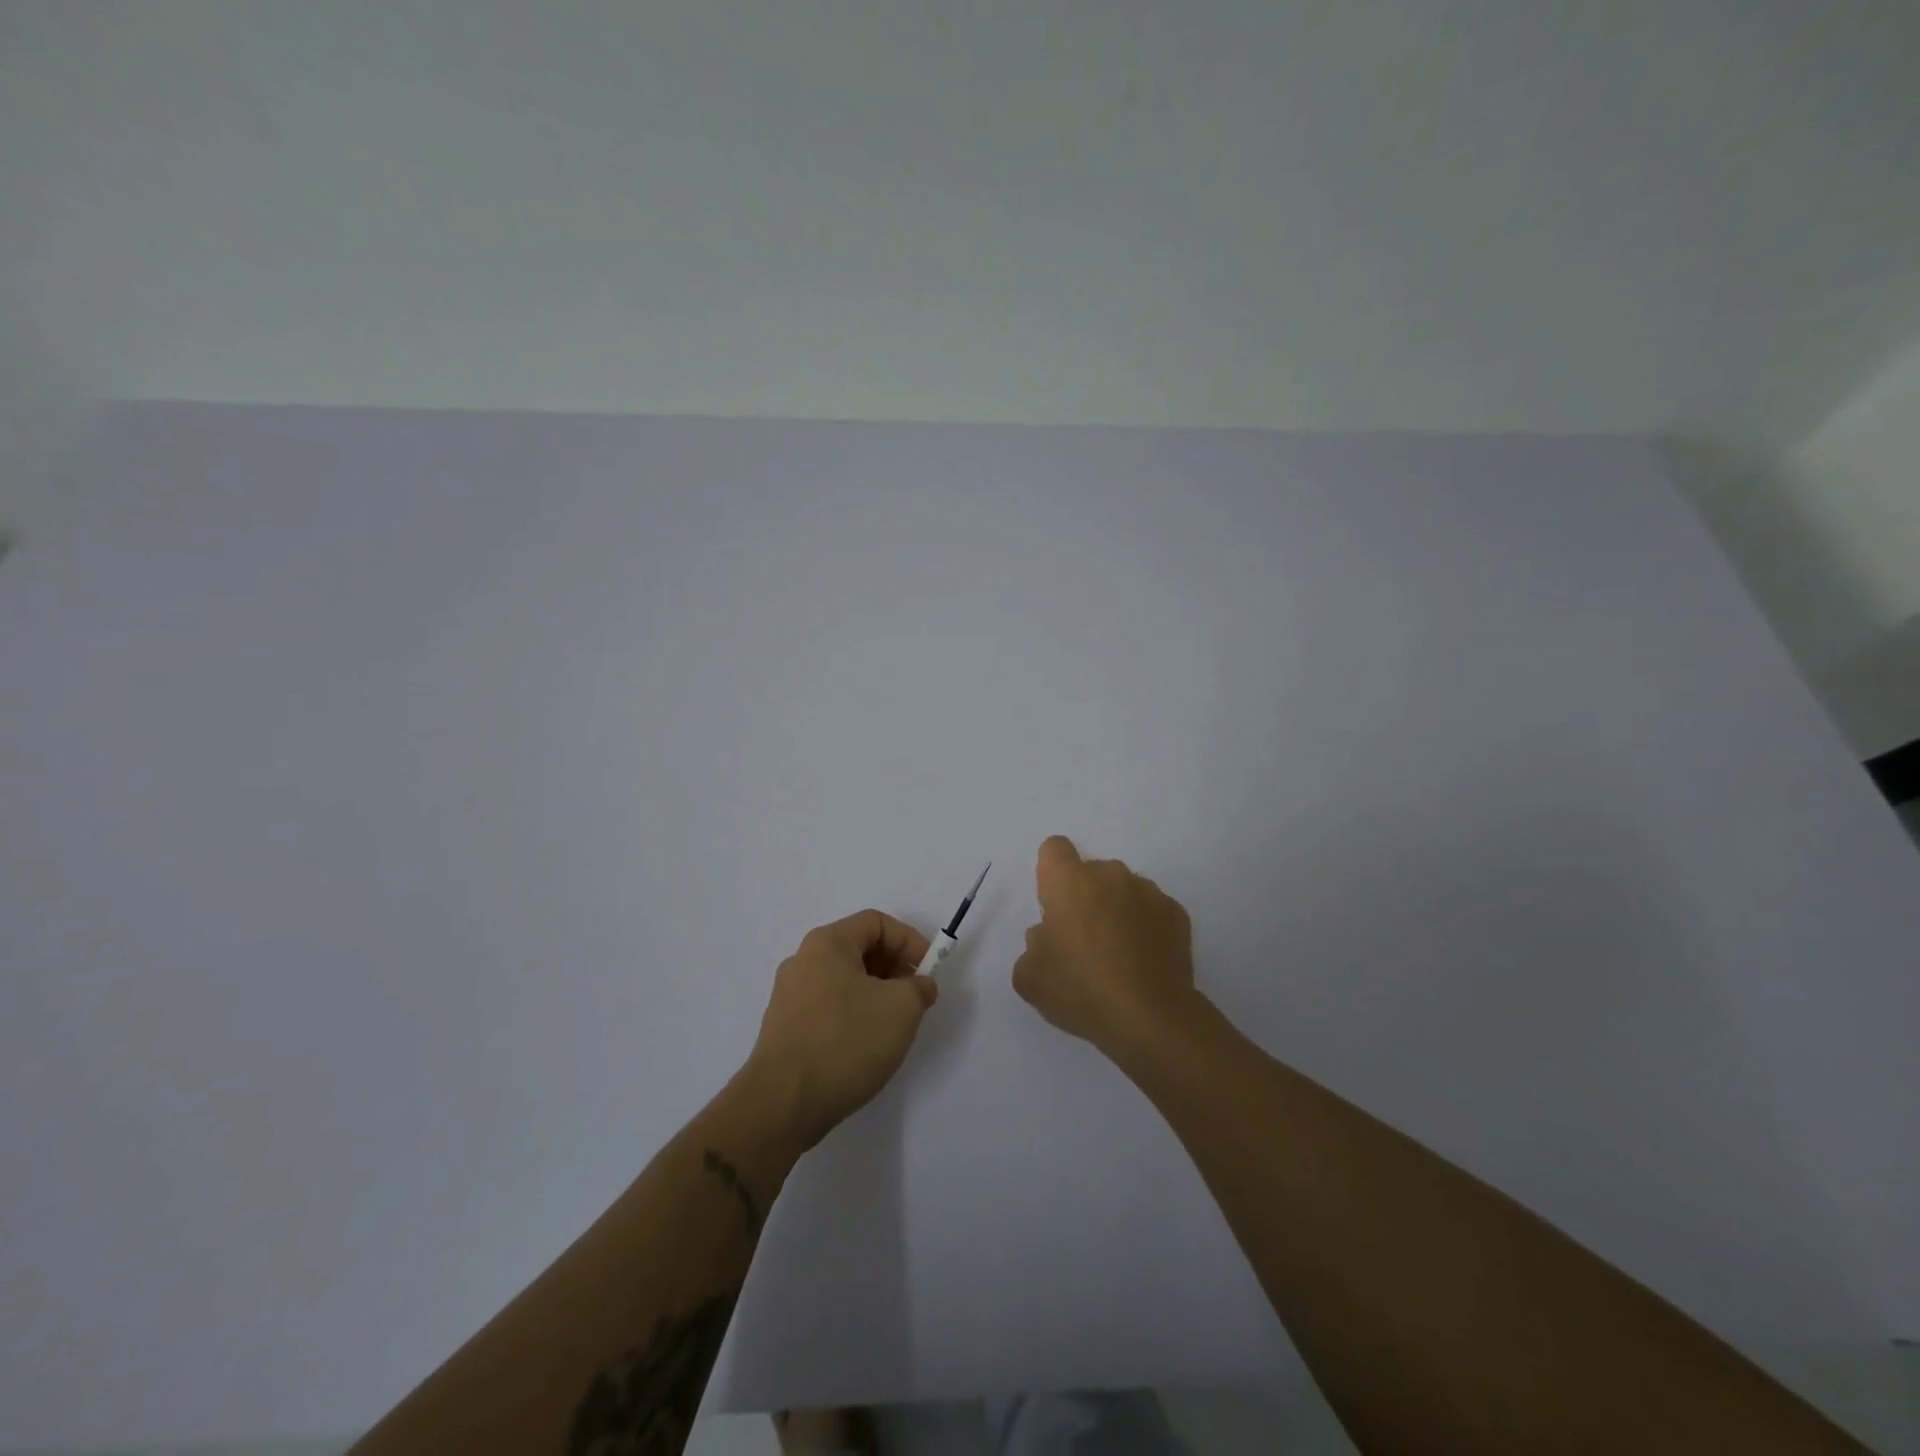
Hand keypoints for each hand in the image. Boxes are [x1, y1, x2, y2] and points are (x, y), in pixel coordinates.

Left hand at [745, 910, 937, 1149]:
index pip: (876, 922)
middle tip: (915, 997)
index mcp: (827, 943)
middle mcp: (803, 961)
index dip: (909, 940)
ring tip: (894, 1025)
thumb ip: (919, 987)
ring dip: (876, 993)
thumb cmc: (845, 1041)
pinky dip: (854, 1015)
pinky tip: (866, 1046)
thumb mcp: (901, 1008)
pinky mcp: (785, 1029)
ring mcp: (789, 996)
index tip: (929, 971)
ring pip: (844, 980)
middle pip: (858, 949)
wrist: (782, 1104)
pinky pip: (829, 1007)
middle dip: (894, 968)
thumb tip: (919, 986)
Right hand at [1012, 835, 1196, 1056]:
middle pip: (1090, 872)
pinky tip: (1143, 962)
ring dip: (1116, 910)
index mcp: (1069, 882)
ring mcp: (1148, 891)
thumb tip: (1049, 936)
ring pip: (1123, 890)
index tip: (1052, 906)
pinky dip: (1145, 927)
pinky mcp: (1176, 913)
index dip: (1050, 873)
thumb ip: (1033, 945)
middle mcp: (1110, 875)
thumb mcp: (1029, 977)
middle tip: (1082, 941)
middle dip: (1084, 897)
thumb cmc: (1080, 990)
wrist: (1149, 1018)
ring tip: (1118, 956)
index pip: (1054, 849)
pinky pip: (1152, 910)